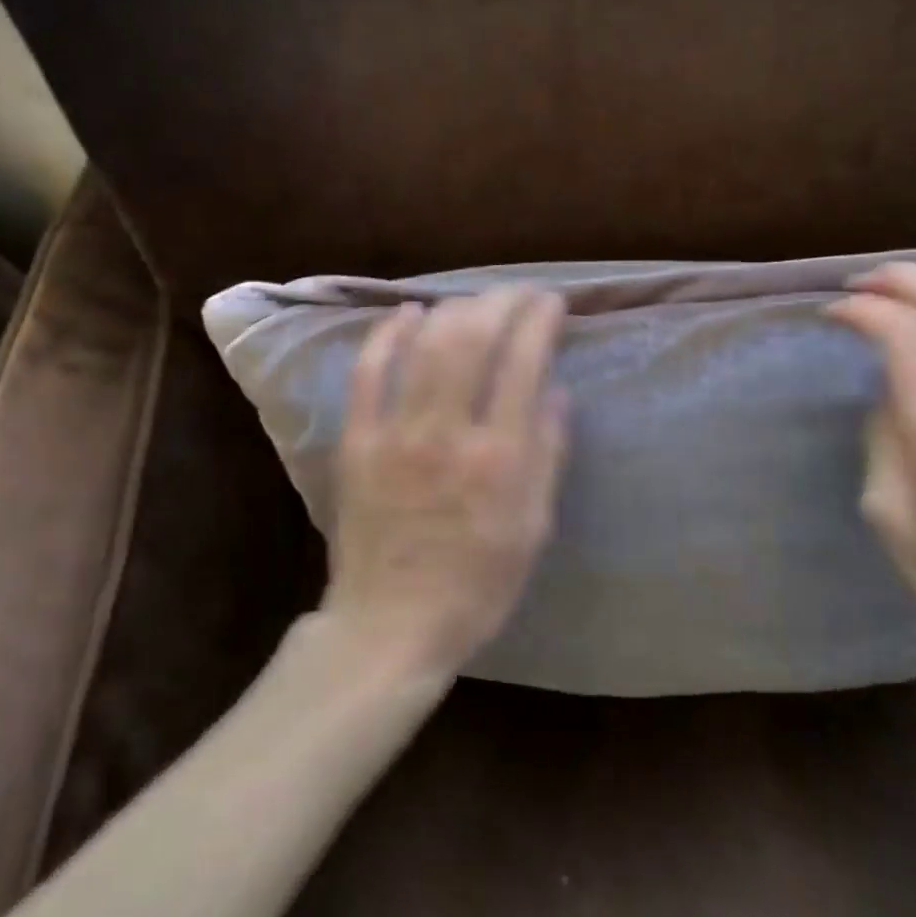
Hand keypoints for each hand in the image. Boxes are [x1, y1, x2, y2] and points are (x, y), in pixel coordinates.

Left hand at [322, 286, 568, 677]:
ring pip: (425, 346)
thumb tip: (557, 389)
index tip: (551, 301)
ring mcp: (395, 433)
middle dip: (500, 302)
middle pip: (472, 340)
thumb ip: (547, 454)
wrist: (390, 624)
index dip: (539, 320)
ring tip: (474, 299)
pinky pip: (368, 372)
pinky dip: (388, 334)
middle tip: (517, 292)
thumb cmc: (476, 585)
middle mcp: (447, 433)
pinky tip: (408, 312)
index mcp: (499, 458)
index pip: (523, 363)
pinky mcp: (357, 440)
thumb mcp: (533, 529)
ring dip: (454, 309)